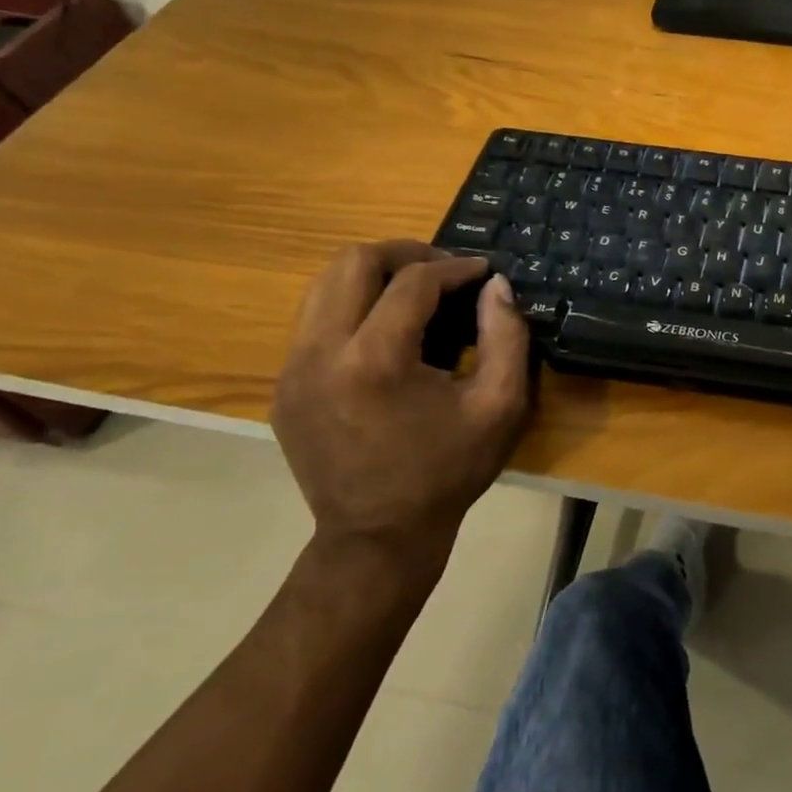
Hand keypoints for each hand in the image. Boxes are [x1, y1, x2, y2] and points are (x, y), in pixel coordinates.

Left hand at [270, 242, 531, 571]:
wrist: (377, 537)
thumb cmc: (447, 472)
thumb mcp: (500, 406)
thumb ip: (507, 336)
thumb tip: (495, 284)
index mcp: (375, 361)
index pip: (412, 281)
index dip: (454, 267)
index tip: (482, 272)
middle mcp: (321, 354)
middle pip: (352, 262)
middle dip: (405, 254)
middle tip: (445, 270)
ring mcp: (293, 370)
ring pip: (324, 284)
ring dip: (374, 276)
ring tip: (415, 293)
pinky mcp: (284, 386)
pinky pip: (315, 320)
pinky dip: (353, 307)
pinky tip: (387, 332)